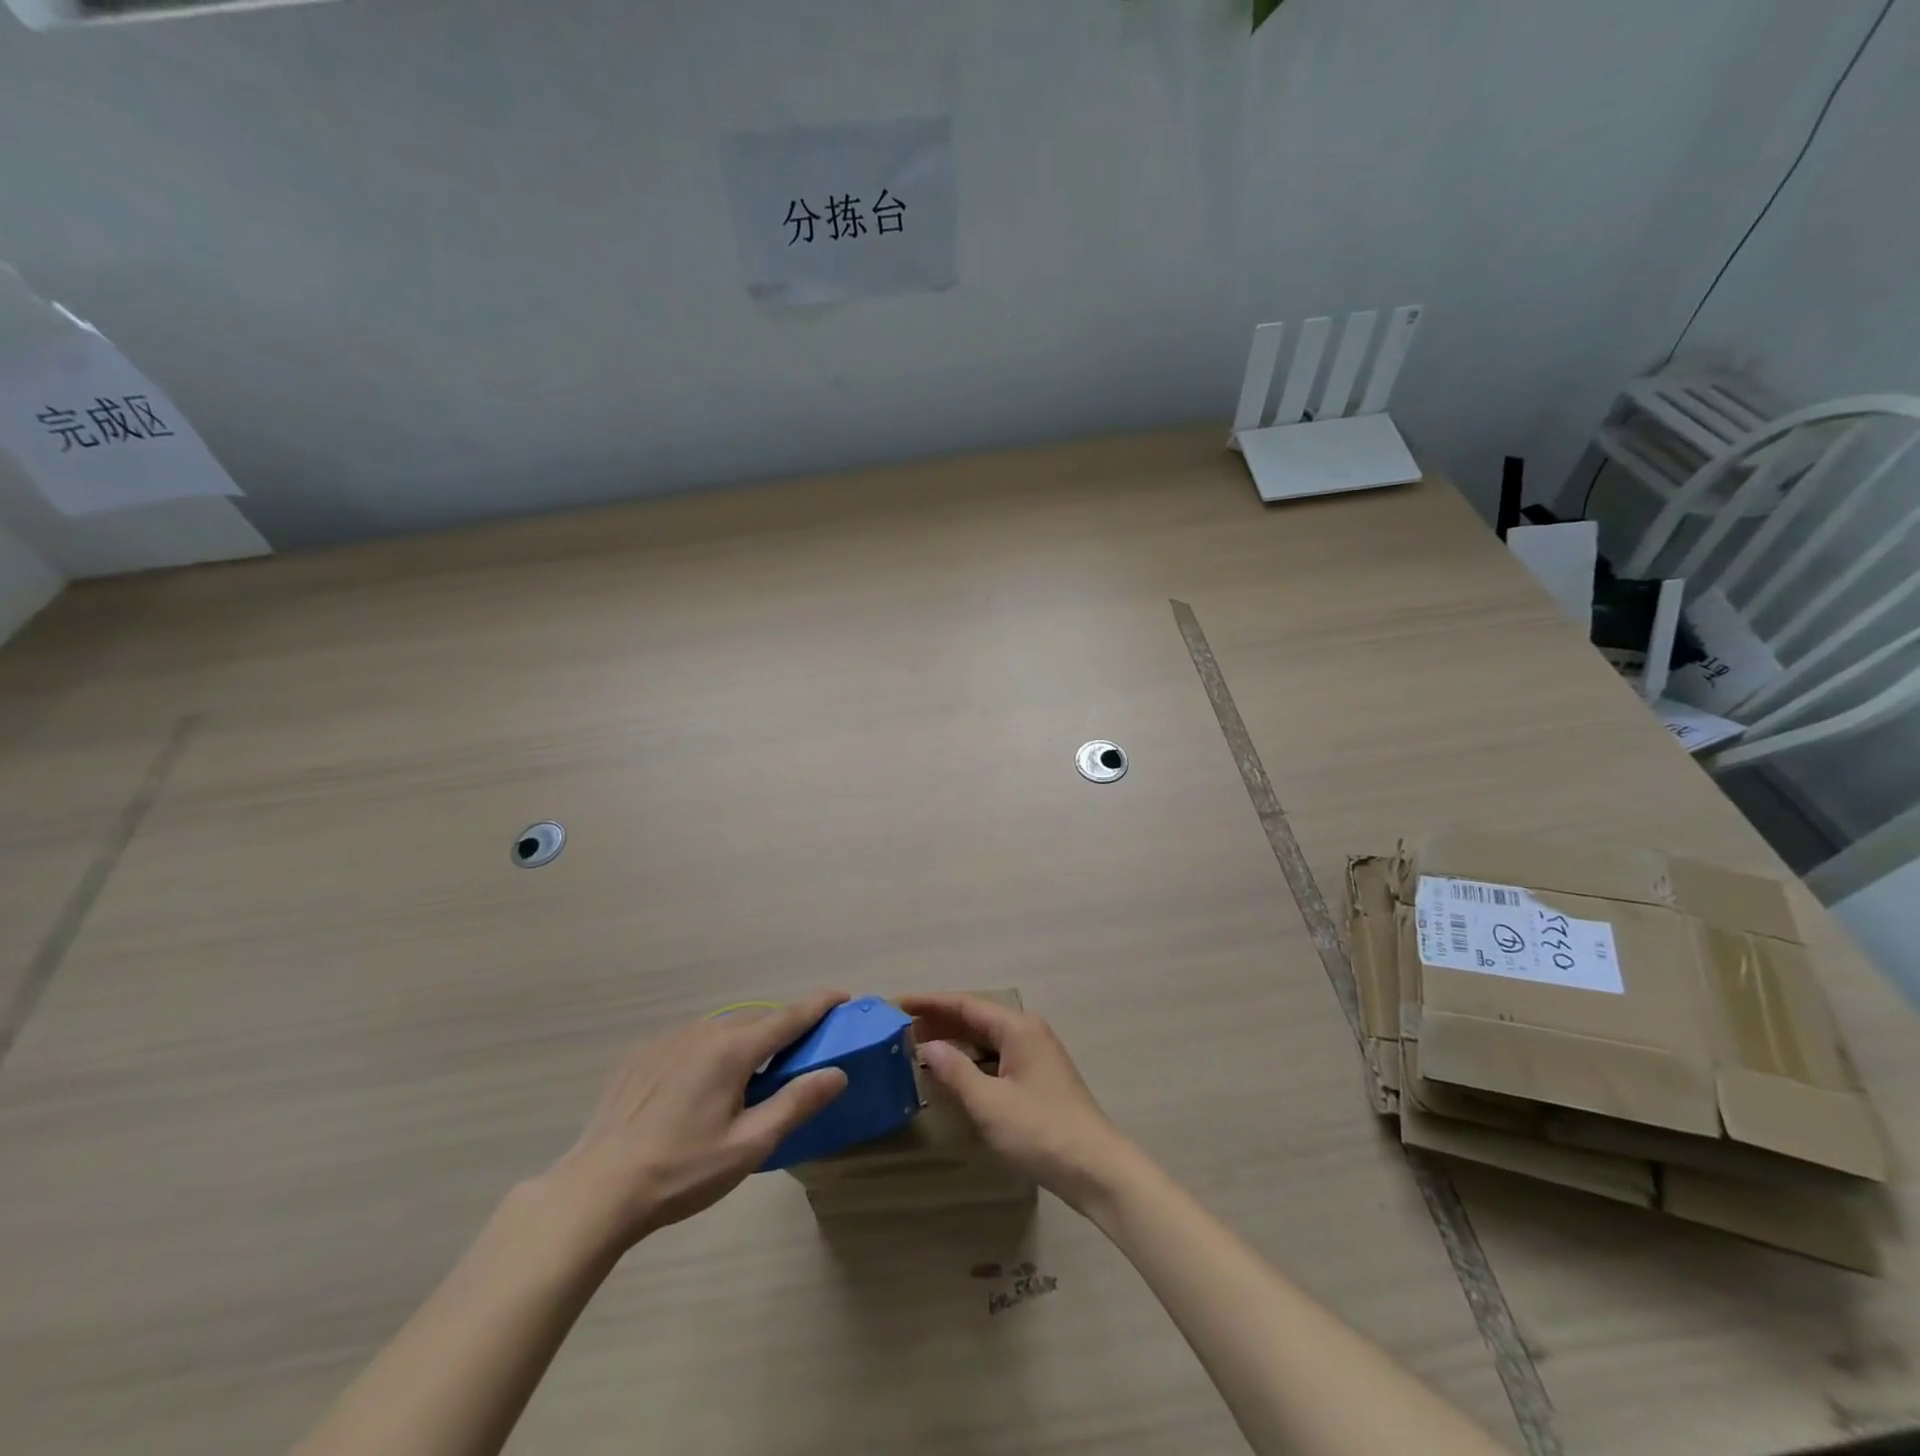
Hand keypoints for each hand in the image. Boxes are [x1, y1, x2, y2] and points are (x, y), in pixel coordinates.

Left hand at [543, 991, 849, 1251]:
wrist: (597, 1190)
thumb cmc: (681, 1171)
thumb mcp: (748, 1145)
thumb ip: (796, 1103)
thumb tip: (838, 1072)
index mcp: (733, 1050)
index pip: (789, 1016)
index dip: (819, 1004)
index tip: (843, 996)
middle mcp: (704, 1031)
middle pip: (757, 1020)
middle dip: (784, 1027)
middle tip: (803, 1050)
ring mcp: (669, 1040)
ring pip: (723, 1028)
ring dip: (746, 1040)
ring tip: (753, 1072)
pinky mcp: (642, 1055)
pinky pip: (692, 1041)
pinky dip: (711, 1050)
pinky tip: (702, 1086)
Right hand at [899, 993, 1140, 1215]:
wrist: (1096, 1169)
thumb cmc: (1040, 1131)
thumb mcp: (989, 1103)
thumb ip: (956, 1071)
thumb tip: (928, 1046)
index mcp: (1017, 1028)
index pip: (965, 1004)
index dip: (929, 1002)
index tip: (896, 1003)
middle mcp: (1027, 1032)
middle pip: (975, 1018)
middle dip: (938, 1020)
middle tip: (899, 1028)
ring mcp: (1035, 1054)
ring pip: (985, 1038)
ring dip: (954, 1041)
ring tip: (917, 1047)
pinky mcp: (1037, 1077)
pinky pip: (996, 1056)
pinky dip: (971, 1060)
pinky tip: (952, 1073)